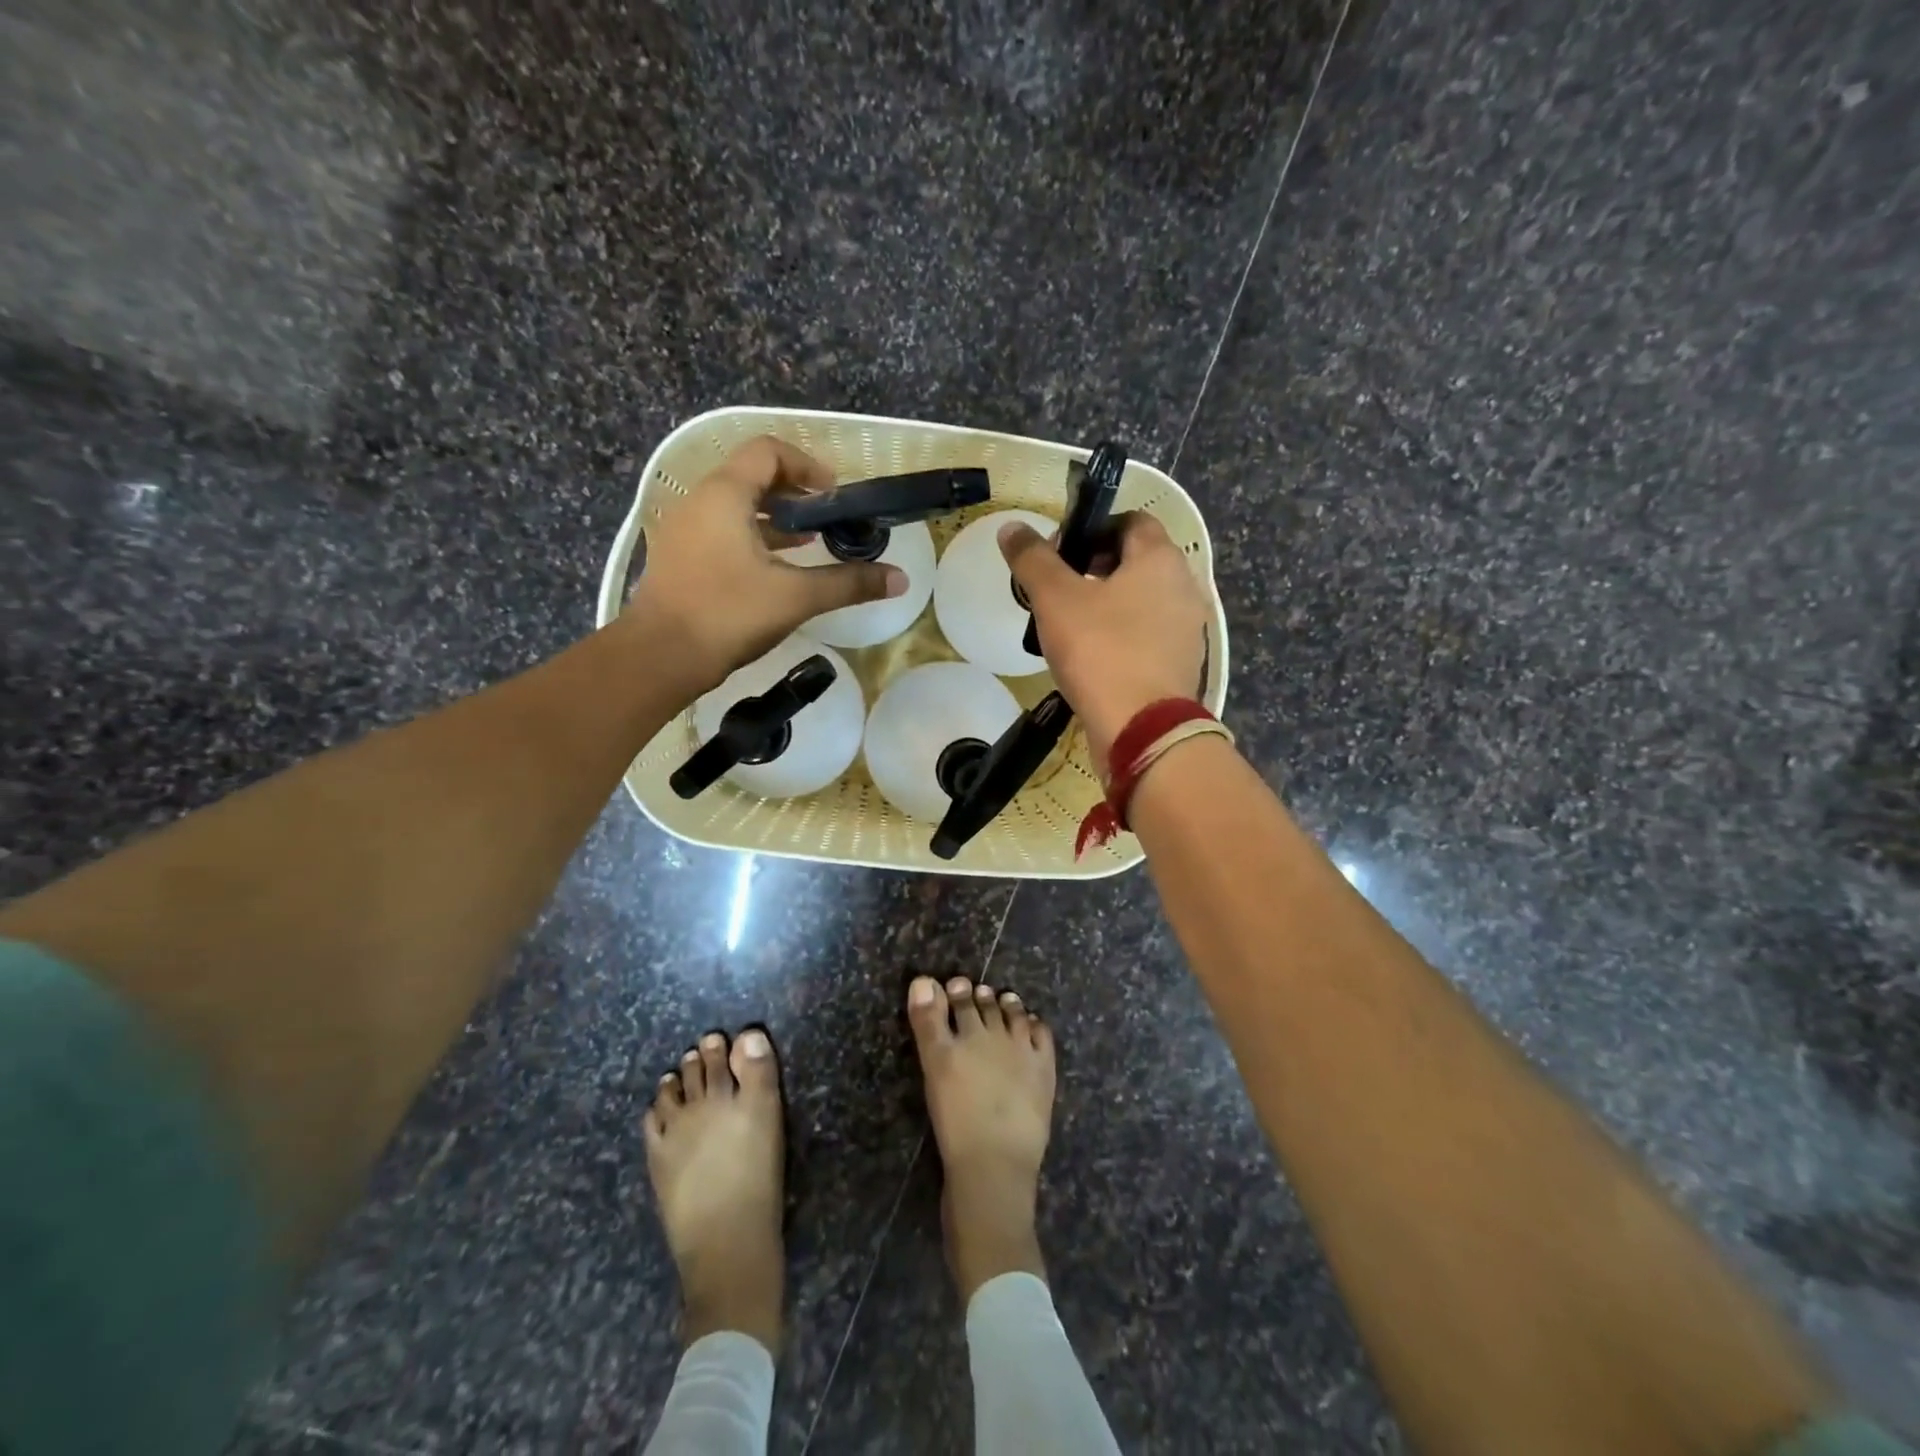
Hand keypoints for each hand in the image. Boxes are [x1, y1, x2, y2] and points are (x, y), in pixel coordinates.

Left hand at [629, 436, 906, 688]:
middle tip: (827, 519)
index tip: (834, 495)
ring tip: (810, 541)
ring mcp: (685, 529)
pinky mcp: (680, 557)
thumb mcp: (796, 597)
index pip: (768, 451)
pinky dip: (753, 536)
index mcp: (725, 495)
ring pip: (736, 505)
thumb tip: (900, 579)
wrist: (660, 657)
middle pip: (752, 475)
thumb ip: (849, 583)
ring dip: (774, 517)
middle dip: (794, 492)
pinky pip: (722, 530)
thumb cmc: (728, 615)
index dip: (806, 465)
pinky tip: (776, 567)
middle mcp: (700, 501)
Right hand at [999, 511, 1208, 767]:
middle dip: (1095, 569)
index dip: (1092, 529)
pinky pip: (1148, 636)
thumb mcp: (1056, 600)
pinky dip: (1122, 637)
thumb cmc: (1101, 652)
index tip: (1059, 555)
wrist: (1141, 730)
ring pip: (1142, 601)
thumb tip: (1012, 528)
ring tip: (1070, 628)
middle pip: (1137, 562)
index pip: (1130, 521)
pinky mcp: (1181, 665)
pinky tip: (1092, 659)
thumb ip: (1033, 559)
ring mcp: (1187, 630)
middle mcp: (1184, 587)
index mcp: (1161, 559)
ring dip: (1108, 606)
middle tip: (1058, 592)